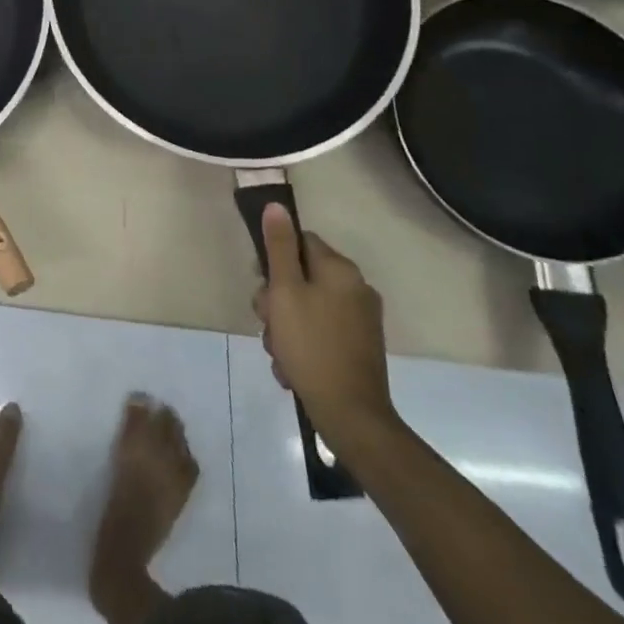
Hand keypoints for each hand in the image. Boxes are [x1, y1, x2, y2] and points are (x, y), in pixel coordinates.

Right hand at [254, 203, 396, 448]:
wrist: (352, 417)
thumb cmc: (311, 347)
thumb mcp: (285, 292)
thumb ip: (279, 247)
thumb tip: (277, 206)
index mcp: (340, 269)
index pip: (300, 242)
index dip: (274, 260)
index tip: (261, 284)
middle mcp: (356, 288)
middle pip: (302, 276)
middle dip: (277, 300)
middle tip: (267, 324)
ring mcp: (361, 320)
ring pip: (308, 307)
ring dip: (286, 326)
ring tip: (279, 353)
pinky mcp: (361, 347)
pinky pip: (321, 331)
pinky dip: (304, 344)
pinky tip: (292, 367)